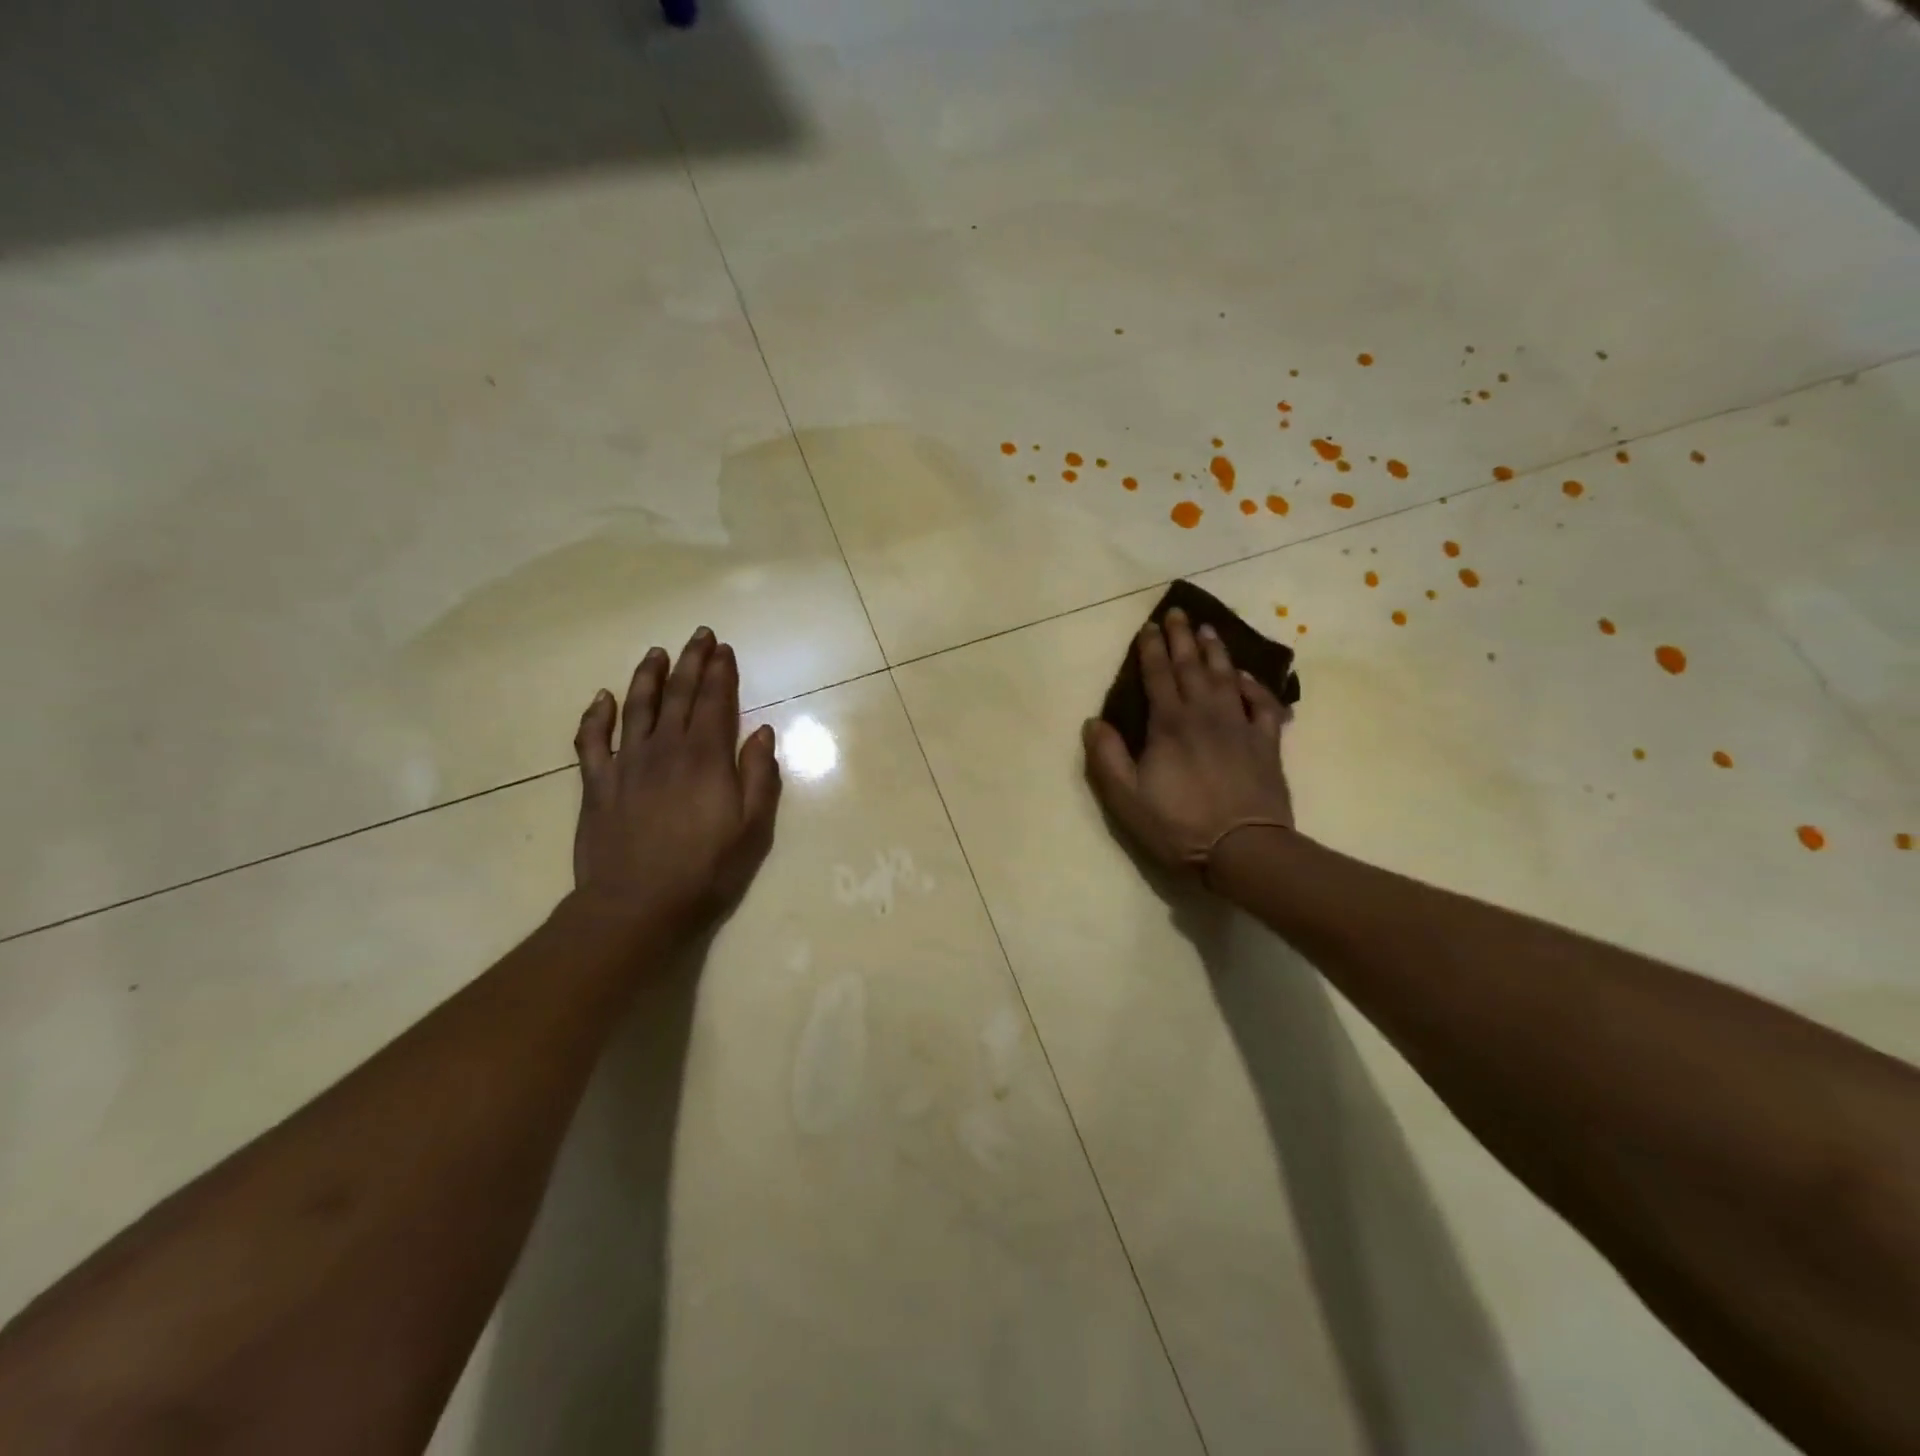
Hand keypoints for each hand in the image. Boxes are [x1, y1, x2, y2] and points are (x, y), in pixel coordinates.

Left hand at [570, 628, 781, 935]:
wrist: (637, 905)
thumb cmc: (706, 870)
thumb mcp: (753, 828)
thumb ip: (759, 775)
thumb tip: (761, 731)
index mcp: (706, 757)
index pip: (716, 701)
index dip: (721, 672)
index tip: (724, 649)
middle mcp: (666, 748)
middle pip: (679, 694)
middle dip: (691, 661)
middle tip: (699, 635)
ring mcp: (627, 763)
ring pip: (637, 706)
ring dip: (648, 676)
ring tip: (656, 652)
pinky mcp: (597, 784)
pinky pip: (592, 740)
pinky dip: (596, 715)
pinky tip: (602, 697)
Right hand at [1082, 608, 1292, 872]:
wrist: (1244, 849)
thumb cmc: (1178, 825)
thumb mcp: (1126, 798)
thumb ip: (1108, 757)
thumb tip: (1093, 721)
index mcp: (1169, 725)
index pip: (1158, 676)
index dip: (1151, 650)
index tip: (1148, 627)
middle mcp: (1205, 715)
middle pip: (1192, 667)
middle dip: (1181, 638)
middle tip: (1177, 612)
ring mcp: (1239, 726)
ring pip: (1226, 677)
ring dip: (1216, 651)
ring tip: (1208, 630)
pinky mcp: (1266, 743)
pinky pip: (1262, 704)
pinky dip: (1254, 686)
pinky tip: (1246, 676)